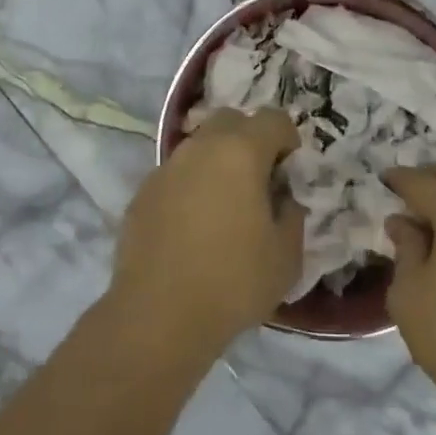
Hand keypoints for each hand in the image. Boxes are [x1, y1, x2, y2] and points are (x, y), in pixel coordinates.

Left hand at [110, 108, 304, 353]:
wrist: (158, 315)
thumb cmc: (233, 281)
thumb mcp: (286, 256)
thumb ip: (292, 216)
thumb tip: (283, 200)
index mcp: (241, 152)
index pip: (272, 118)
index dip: (287, 138)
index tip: (289, 169)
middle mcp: (201, 147)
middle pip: (230, 120)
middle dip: (249, 138)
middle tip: (258, 178)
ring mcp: (167, 167)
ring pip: (199, 145)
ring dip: (217, 161)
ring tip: (225, 204)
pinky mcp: (143, 192)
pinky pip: (176, 174)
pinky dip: (190, 185)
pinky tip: (192, 225)